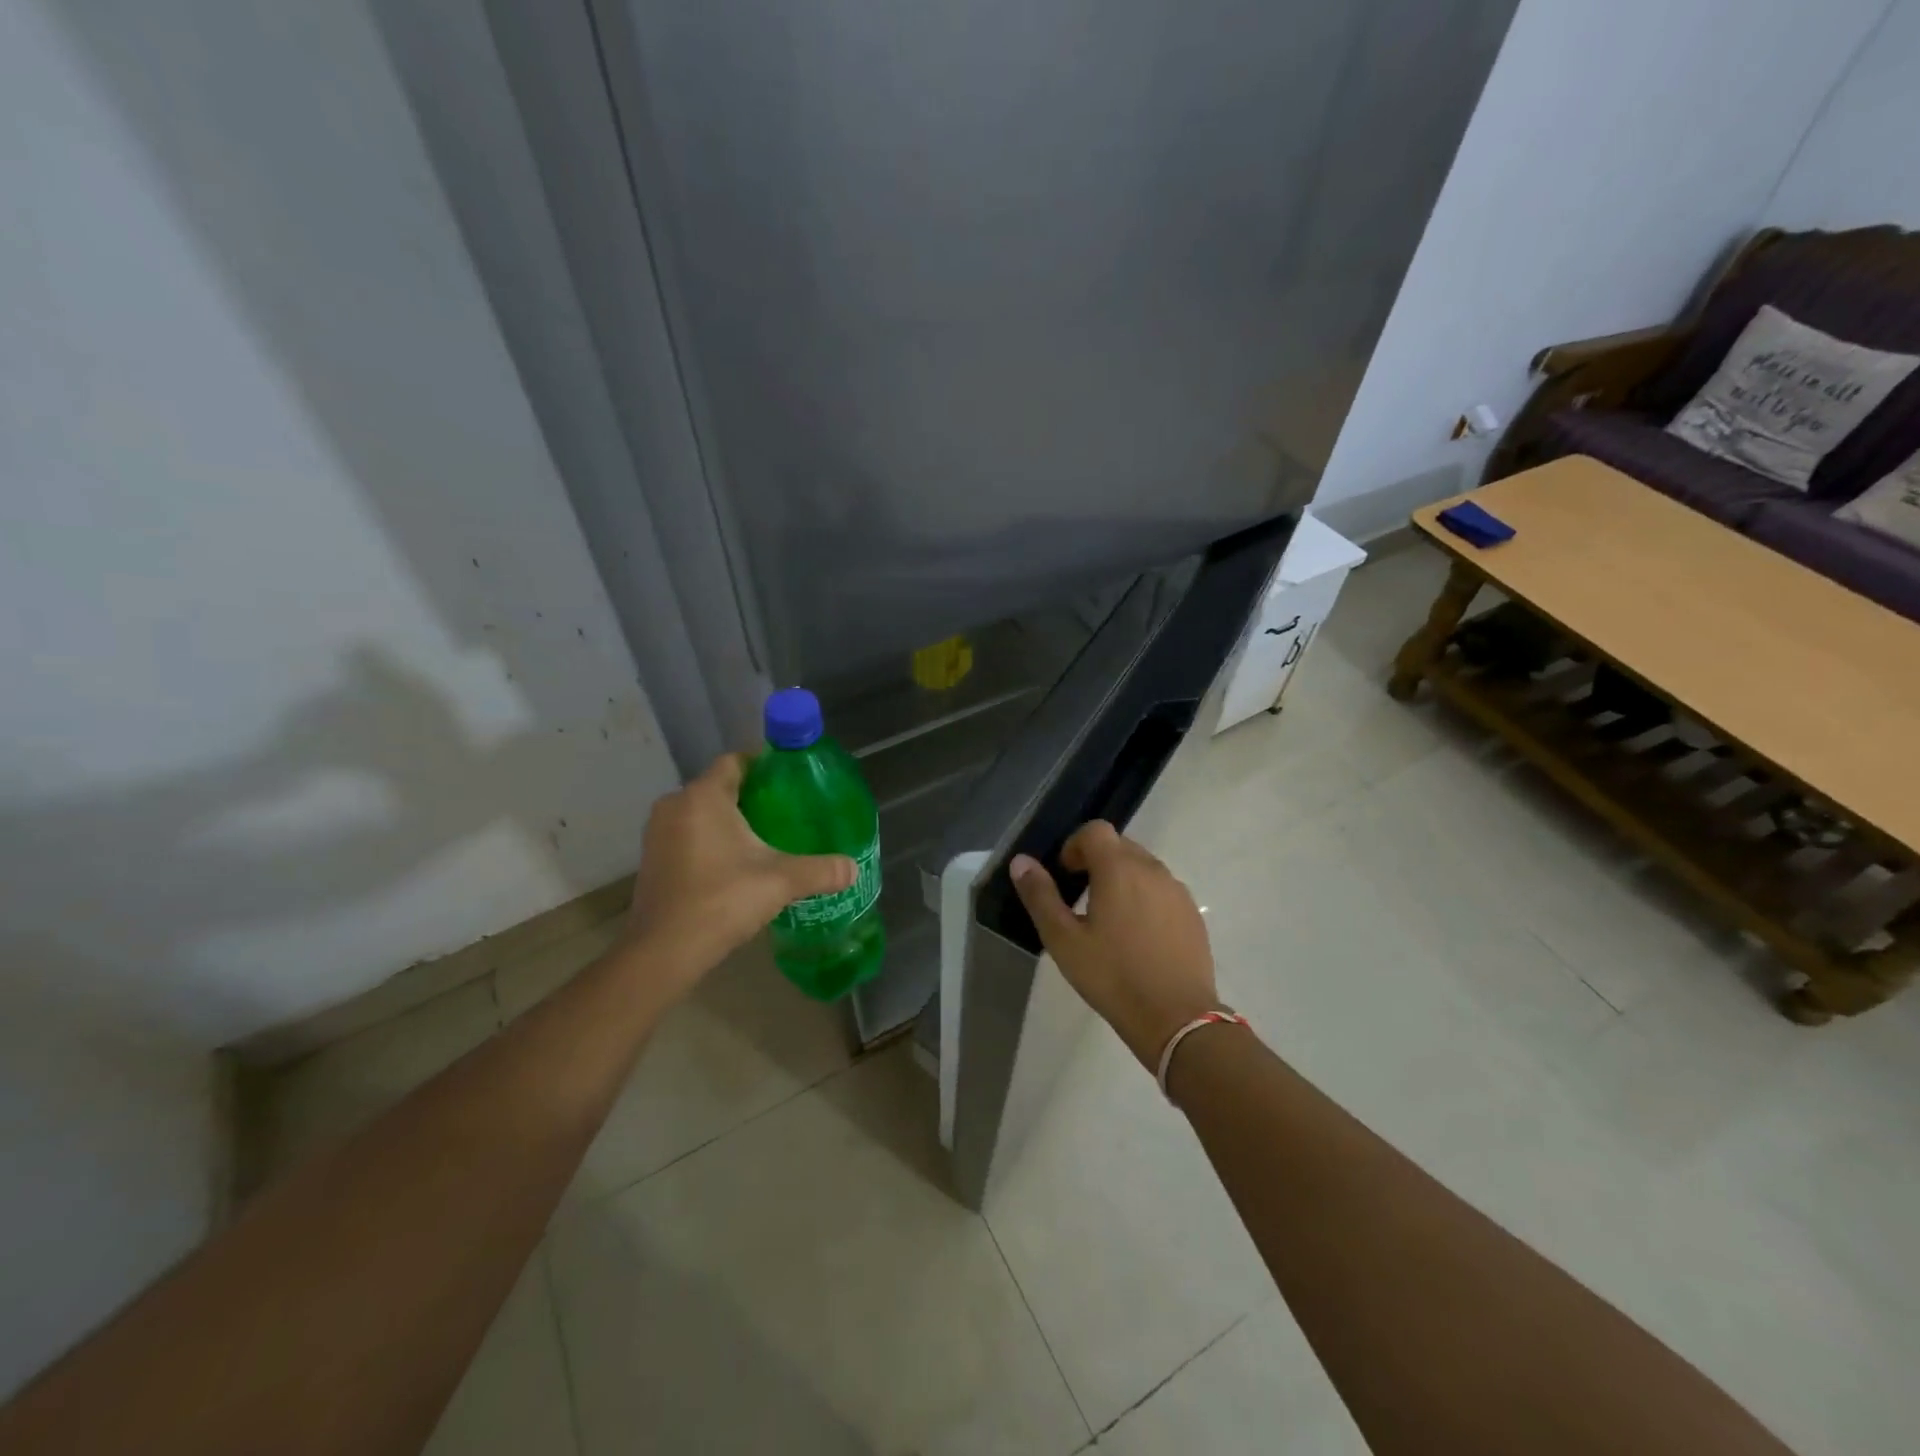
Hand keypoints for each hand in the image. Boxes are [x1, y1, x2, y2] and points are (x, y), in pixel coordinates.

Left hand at [620, 753, 855, 1000]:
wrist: (664, 952)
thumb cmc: (722, 900)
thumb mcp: (780, 882)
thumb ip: (820, 870)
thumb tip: (853, 868)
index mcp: (703, 797)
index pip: (736, 761)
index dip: (764, 765)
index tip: (792, 780)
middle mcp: (675, 805)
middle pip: (720, 787)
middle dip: (752, 796)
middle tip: (787, 812)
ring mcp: (658, 833)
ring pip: (702, 812)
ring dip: (730, 821)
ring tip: (766, 838)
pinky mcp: (652, 858)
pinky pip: (688, 834)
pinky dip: (710, 840)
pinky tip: (735, 864)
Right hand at [1010, 821, 1220, 1068]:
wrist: (1177, 1018)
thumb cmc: (1113, 976)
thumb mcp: (1064, 940)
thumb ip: (1040, 896)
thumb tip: (1021, 861)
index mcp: (1118, 868)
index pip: (1095, 831)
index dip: (1075, 845)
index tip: (1067, 876)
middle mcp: (1152, 869)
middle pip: (1120, 845)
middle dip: (1098, 861)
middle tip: (1082, 899)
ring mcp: (1177, 891)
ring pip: (1143, 867)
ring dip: (1123, 879)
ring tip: (1110, 920)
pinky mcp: (1192, 914)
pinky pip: (1163, 890)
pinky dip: (1145, 899)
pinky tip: (1138, 937)